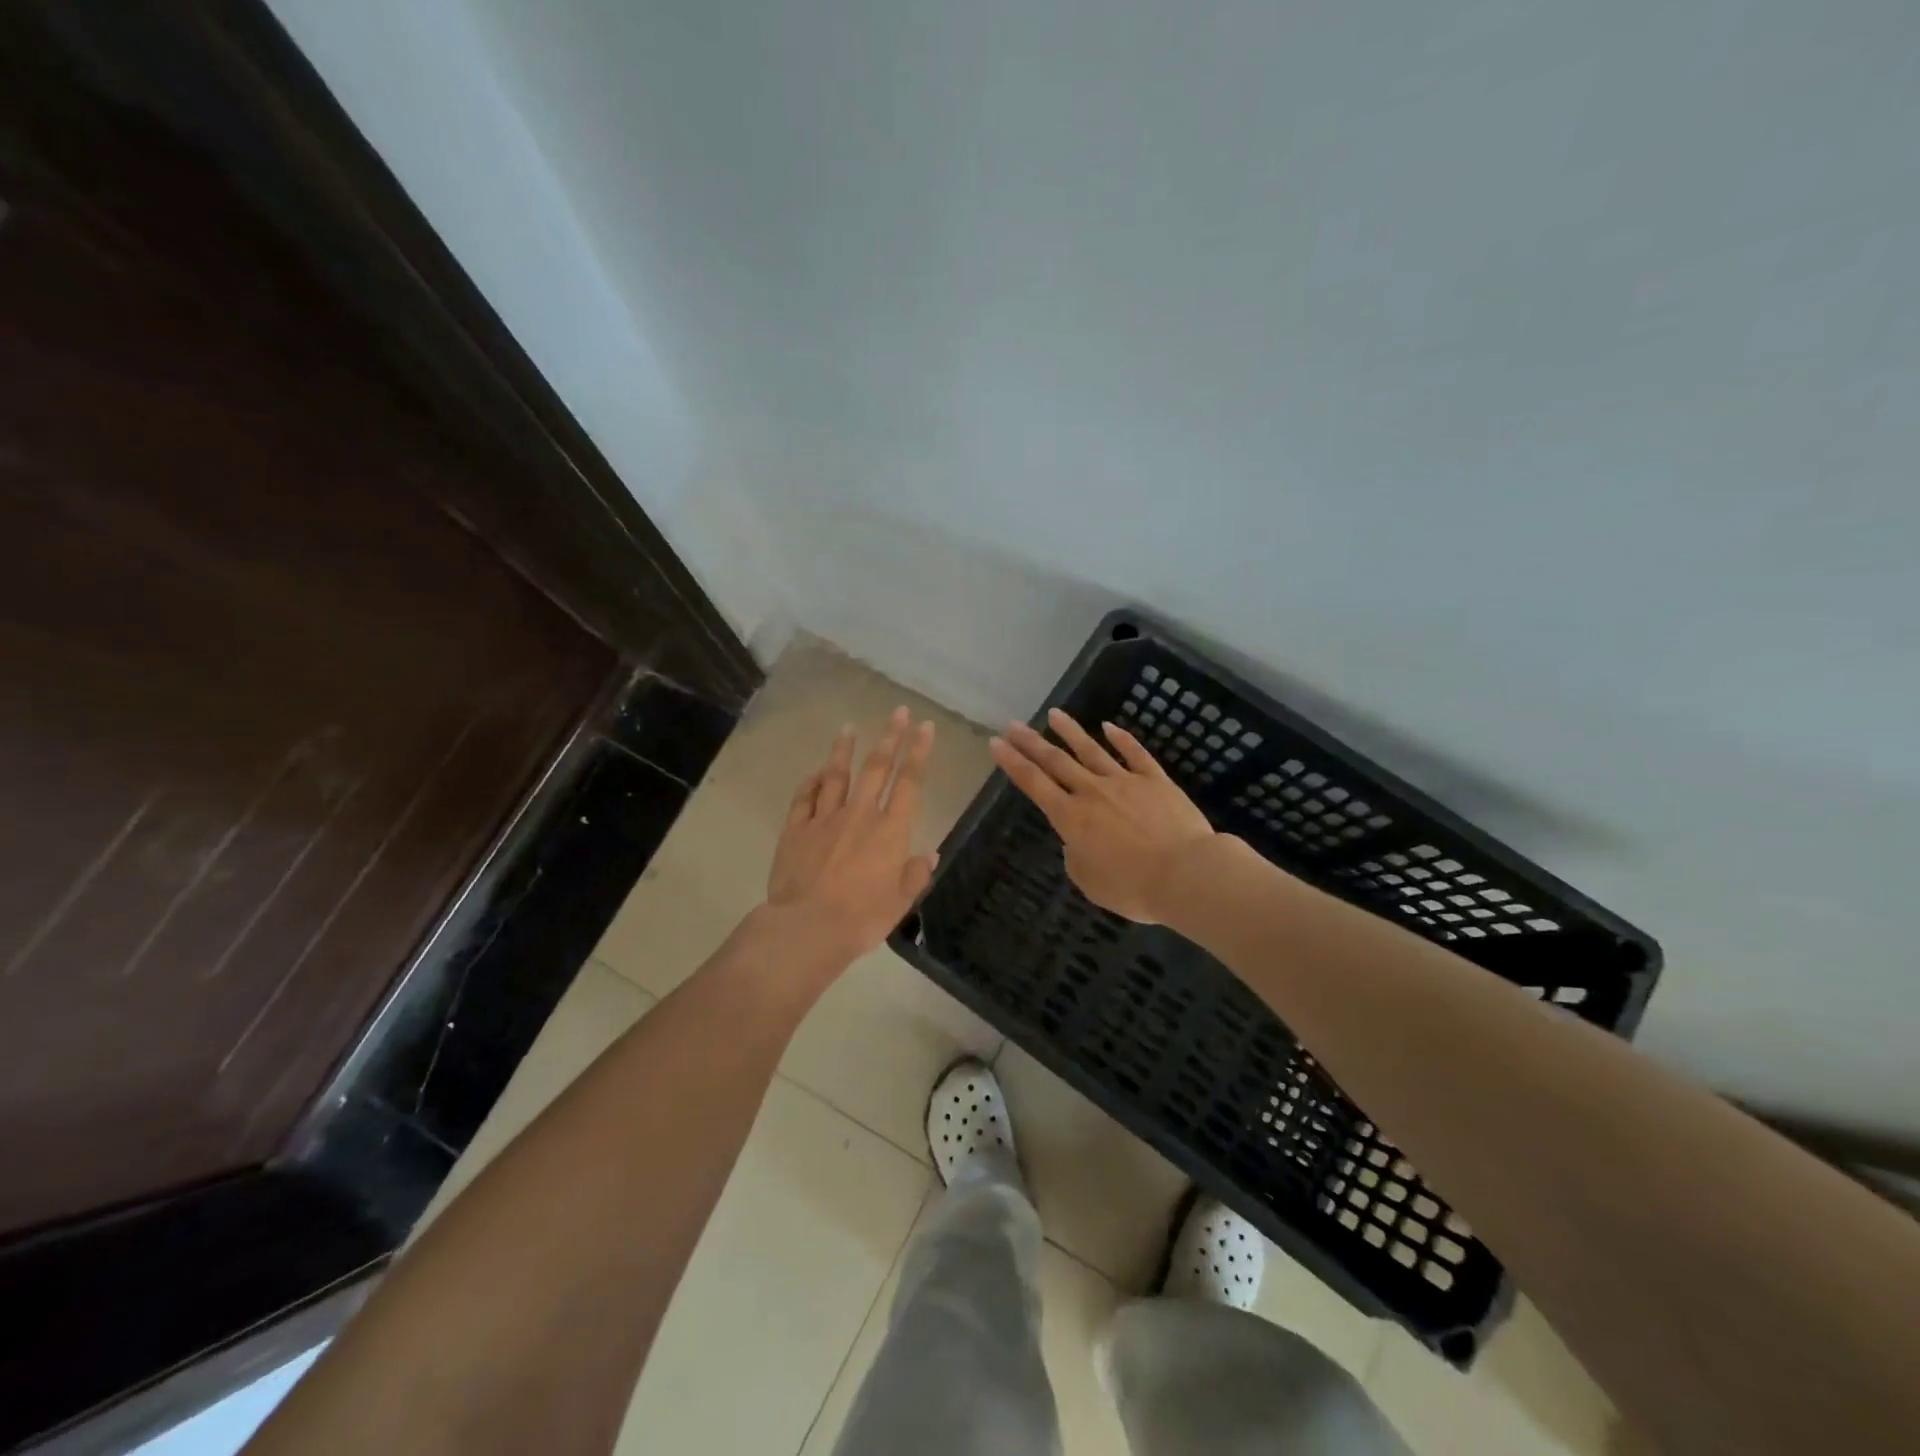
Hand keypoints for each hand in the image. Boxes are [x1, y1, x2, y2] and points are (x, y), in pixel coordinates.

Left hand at [766, 707, 937, 965]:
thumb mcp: (900, 902)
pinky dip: (811, 782)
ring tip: (848, 728)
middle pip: (877, 768)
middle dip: (890, 737)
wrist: (807, 928)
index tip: (925, 727)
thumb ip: (915, 874)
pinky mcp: (796, 829)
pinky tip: (815, 772)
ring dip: (844, 750)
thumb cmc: (862, 918)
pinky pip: (805, 798)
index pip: (910, 782)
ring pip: (837, 775)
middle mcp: (860, 815)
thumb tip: (928, 854)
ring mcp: (825, 818)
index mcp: (890, 830)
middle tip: (898, 712)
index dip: (919, 752)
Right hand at [990, 708, 1216, 922]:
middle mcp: (1092, 792)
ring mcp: (1125, 782)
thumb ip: (1076, 857)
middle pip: (1056, 761)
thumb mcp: (1090, 882)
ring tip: (1054, 714)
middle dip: (1031, 742)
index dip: (1012, 763)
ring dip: (1070, 731)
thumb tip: (1076, 842)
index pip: (1034, 783)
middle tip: (1013, 724)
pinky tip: (1109, 726)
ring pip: (1091, 750)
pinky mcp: (1156, 780)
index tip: (996, 743)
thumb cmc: (1133, 887)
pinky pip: (1135, 754)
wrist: (1186, 874)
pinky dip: (1122, 739)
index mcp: (1071, 818)